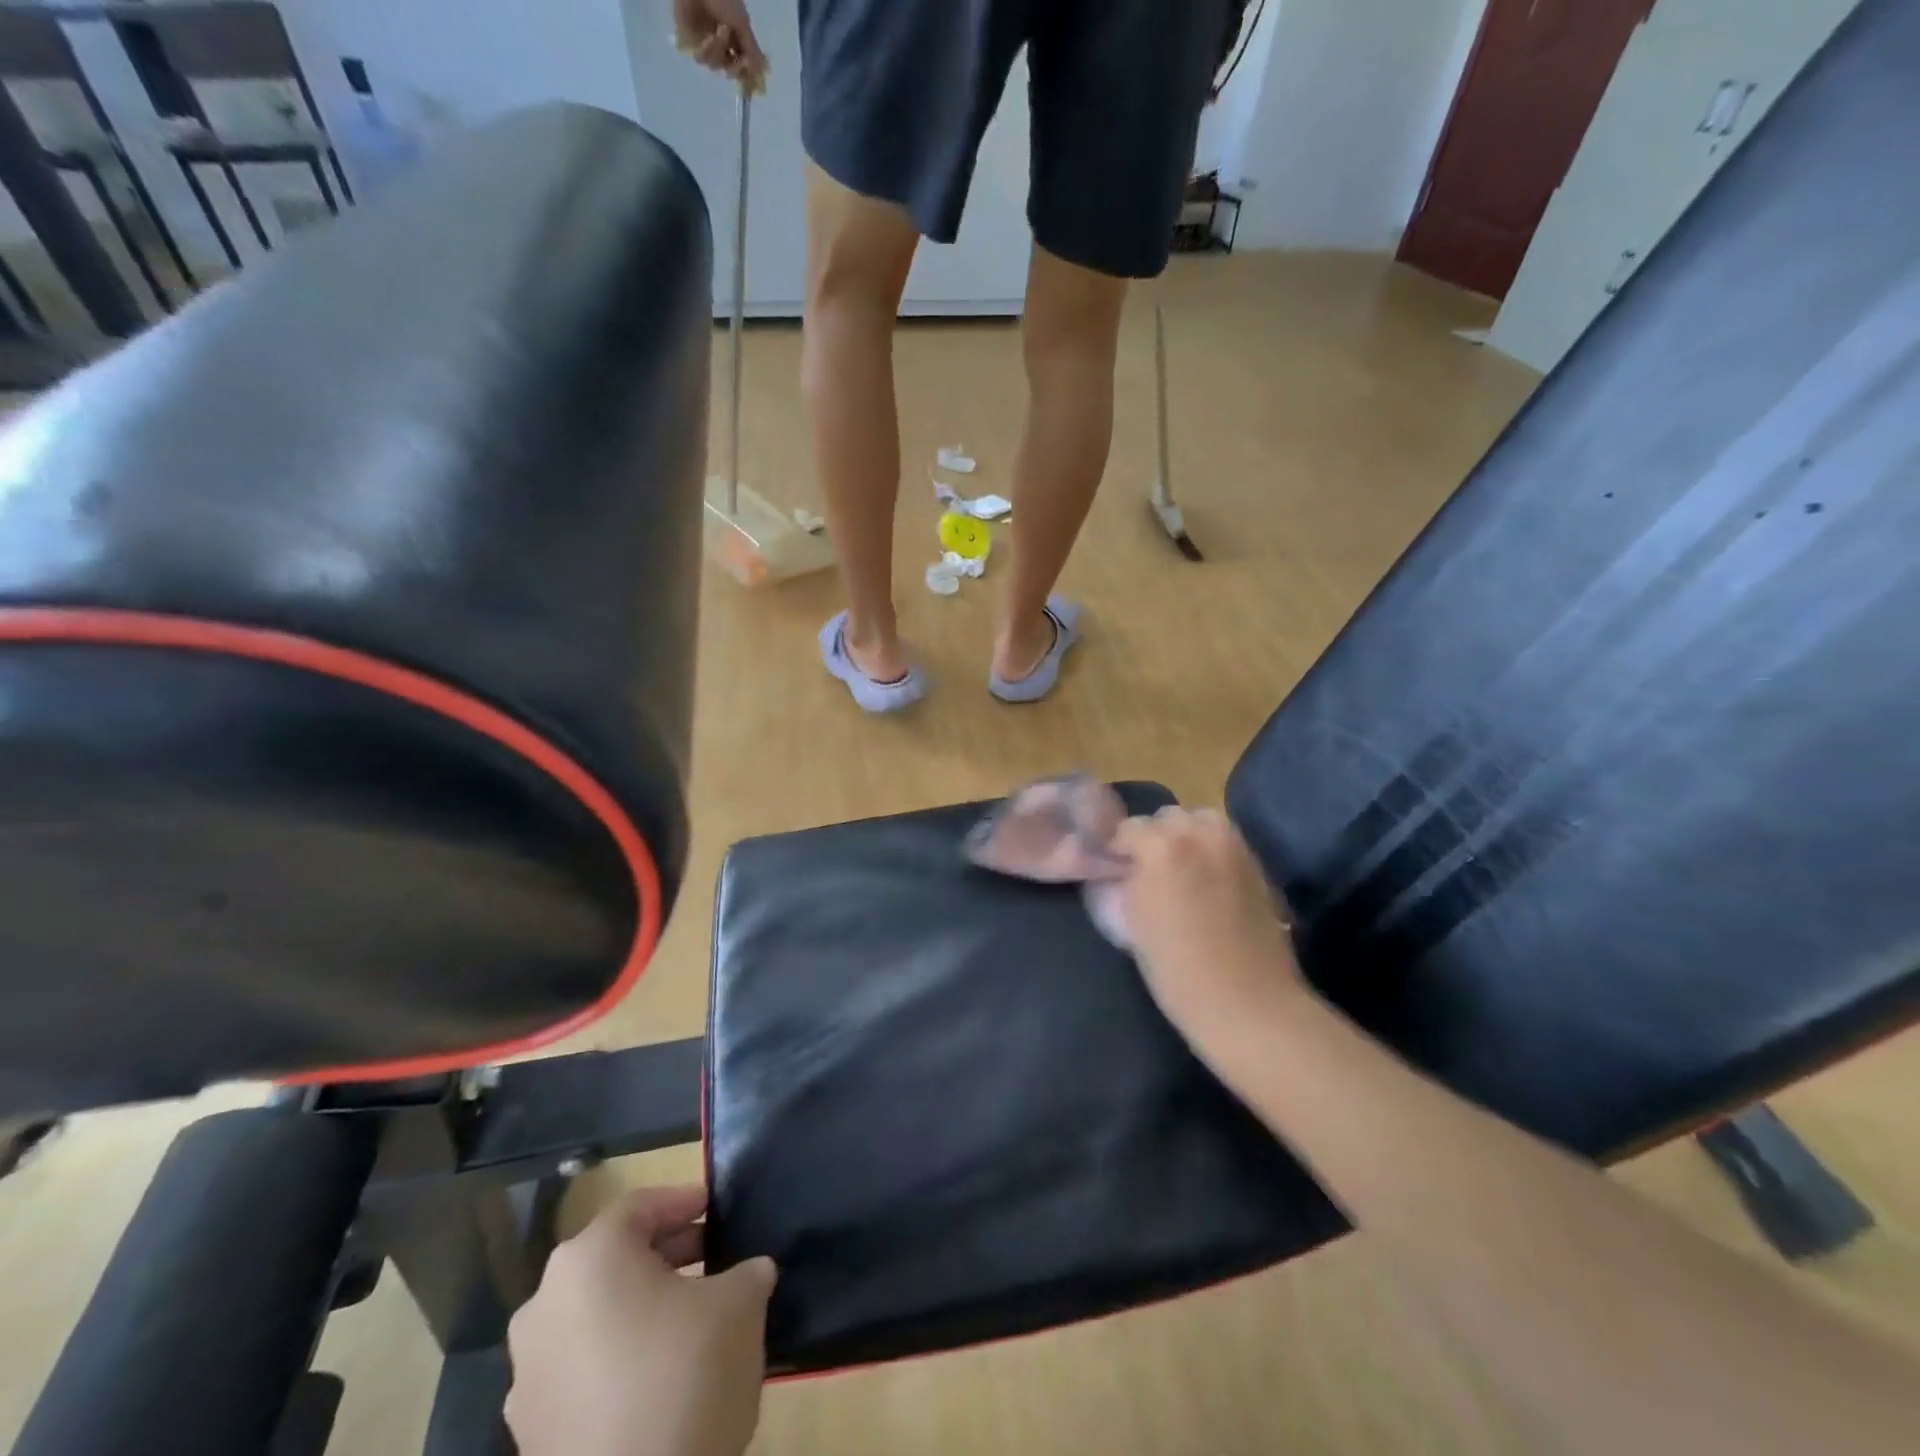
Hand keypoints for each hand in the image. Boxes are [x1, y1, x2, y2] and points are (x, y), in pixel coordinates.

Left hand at [505, 1186, 777, 1455]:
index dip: (683, 1201)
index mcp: (589, 1259)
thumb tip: (751, 1272)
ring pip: (594, 1313)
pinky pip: (581, 1367)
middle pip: (612, 1258)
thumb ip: (747, 1272)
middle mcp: (544, 1305)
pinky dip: (618, 1355)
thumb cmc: (686, 1376)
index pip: (640, 1207)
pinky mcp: (530, 1432)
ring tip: (691, 1315)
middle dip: (665, 1252)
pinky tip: (660, 1374)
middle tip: (712, 1255)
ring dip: (640, 1305)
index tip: (716, 1206)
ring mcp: (528, 1373)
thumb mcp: (740, 1304)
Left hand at [672, 0, 768, 90]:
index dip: (748, 73)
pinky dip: (707, 50)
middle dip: (736, 67)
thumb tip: (763, 71)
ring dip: (721, 50)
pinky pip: (701, 58)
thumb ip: (752, 50)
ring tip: (721, 29)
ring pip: (716, 65)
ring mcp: (705, 42)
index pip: (743, 64)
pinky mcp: (690, 41)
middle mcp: (722, 42)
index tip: (752, 75)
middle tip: (741, 61)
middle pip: (731, 70)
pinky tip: (709, 37)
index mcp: (735, 35)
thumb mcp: (742, 23)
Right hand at [1114, 807, 1304, 1057]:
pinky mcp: (1257, 865)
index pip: (1128, 829)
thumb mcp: (1132, 924)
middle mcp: (1200, 834)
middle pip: (1167, 817)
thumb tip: (1119, 869)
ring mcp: (1234, 846)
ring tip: (1179, 872)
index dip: (1117, 850)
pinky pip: (1225, 842)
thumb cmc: (1178, 971)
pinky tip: (1206, 883)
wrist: (1249, 1004)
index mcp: (1162, 846)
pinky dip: (1211, 851)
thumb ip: (1123, 883)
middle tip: (1147, 871)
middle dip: (1154, 838)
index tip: (1114, 870)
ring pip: (1201, 821)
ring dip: (1186, 838)